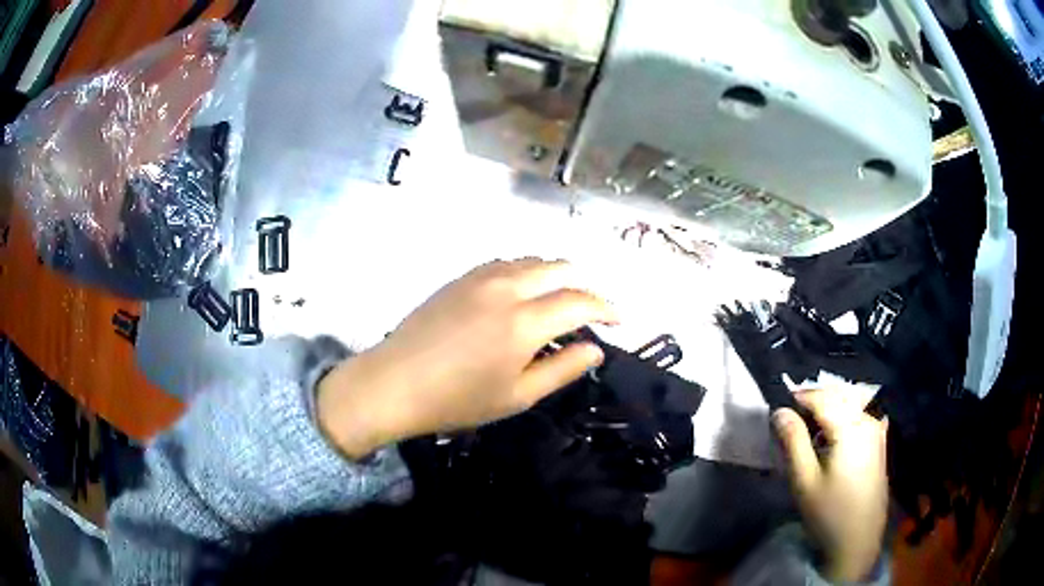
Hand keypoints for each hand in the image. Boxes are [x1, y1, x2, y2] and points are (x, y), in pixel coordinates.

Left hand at [318, 259, 617, 458]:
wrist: (394, 383)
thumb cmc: (458, 400)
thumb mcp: (518, 396)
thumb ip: (562, 369)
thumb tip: (595, 349)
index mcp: (524, 321)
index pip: (580, 302)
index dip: (606, 308)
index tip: (618, 321)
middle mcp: (506, 288)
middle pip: (560, 268)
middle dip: (584, 285)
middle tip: (591, 311)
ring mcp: (480, 277)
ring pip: (532, 261)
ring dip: (555, 275)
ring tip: (559, 302)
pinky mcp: (460, 277)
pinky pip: (506, 263)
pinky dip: (527, 272)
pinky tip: (522, 294)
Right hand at [773, 388, 887, 582]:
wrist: (858, 539)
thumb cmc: (829, 513)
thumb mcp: (804, 481)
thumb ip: (793, 442)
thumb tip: (780, 411)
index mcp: (850, 428)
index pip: (822, 397)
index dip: (799, 396)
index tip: (779, 406)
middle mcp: (868, 420)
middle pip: (840, 394)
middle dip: (815, 398)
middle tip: (792, 416)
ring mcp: (877, 429)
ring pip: (853, 400)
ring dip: (831, 403)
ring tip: (811, 423)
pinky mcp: (880, 441)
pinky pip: (863, 411)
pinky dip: (847, 411)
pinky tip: (836, 430)